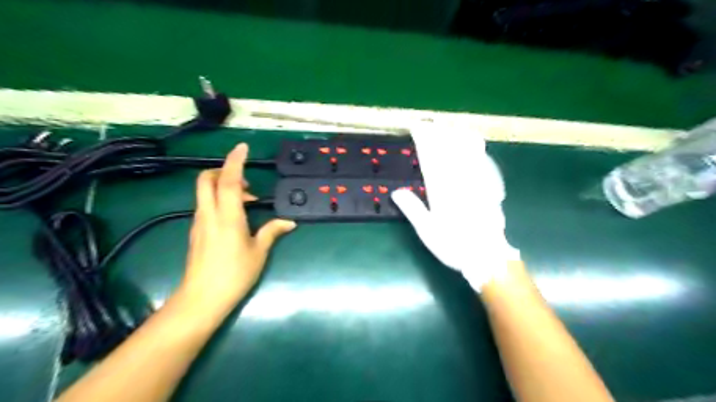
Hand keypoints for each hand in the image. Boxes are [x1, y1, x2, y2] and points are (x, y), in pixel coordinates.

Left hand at [182, 144, 298, 314]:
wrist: (202, 298)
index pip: (229, 181)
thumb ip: (272, 231)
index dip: (235, 161)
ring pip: (204, 192)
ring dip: (224, 186)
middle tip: (246, 180)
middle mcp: (209, 214)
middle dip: (223, 170)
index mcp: (228, 216)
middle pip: (206, 179)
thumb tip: (289, 222)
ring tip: (248, 202)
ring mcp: (199, 222)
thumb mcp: (259, 252)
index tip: (243, 147)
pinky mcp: (196, 231)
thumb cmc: (234, 274)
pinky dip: (219, 200)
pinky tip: (236, 216)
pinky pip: (206, 205)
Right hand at [391, 125, 521, 290]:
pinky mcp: (489, 188)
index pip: (430, 160)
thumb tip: (396, 191)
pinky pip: (482, 162)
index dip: (423, 143)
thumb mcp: (428, 232)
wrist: (487, 257)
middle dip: (439, 135)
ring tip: (450, 125)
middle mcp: (459, 183)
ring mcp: (476, 184)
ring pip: (466, 153)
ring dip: (457, 137)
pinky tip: (475, 141)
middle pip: (448, 152)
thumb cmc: (454, 246)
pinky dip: (477, 149)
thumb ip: (413, 209)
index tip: (416, 129)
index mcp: (441, 192)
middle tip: (431, 121)